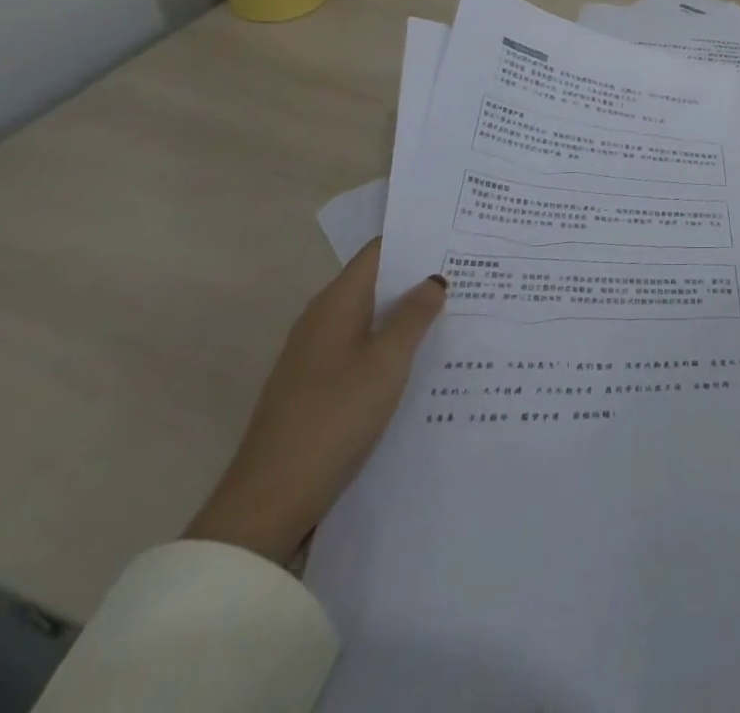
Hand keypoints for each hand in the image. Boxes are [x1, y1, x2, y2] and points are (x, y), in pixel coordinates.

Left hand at [184, 239, 445, 563]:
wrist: (269, 502)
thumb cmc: (333, 418)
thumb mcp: (386, 363)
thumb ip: (413, 317)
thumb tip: (434, 279)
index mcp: (335, 304)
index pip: (378, 252)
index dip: (416, 241)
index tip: (458, 237)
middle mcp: (322, 320)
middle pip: (376, 283)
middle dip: (418, 277)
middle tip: (470, 273)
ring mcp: (316, 355)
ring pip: (371, 318)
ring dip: (407, 314)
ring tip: (457, 311)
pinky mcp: (317, 387)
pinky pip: (362, 348)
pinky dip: (392, 344)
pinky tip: (422, 359)